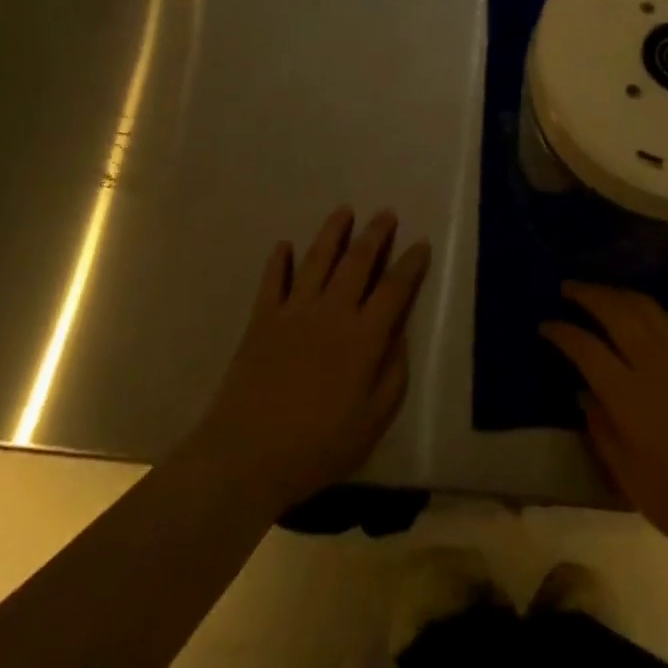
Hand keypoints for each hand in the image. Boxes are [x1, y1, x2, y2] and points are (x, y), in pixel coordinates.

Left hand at [188, 207, 430, 515]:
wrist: (246, 456)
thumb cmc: (316, 447)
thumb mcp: (371, 423)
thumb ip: (392, 375)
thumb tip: (400, 334)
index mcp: (362, 338)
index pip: (394, 289)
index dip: (411, 264)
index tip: (421, 244)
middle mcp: (331, 312)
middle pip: (357, 261)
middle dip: (375, 234)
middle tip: (386, 213)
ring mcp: (294, 312)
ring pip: (317, 260)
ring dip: (333, 232)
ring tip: (344, 211)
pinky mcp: (262, 320)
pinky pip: (272, 281)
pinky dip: (278, 261)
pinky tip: (283, 245)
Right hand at [542, 283, 667, 577]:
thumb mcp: (633, 482)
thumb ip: (603, 432)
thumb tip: (583, 393)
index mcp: (629, 396)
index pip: (585, 348)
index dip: (562, 332)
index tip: (545, 324)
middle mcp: (653, 362)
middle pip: (614, 310)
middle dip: (586, 294)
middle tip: (567, 288)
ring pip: (644, 305)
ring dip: (616, 293)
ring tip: (599, 292)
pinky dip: (649, 307)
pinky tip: (642, 312)